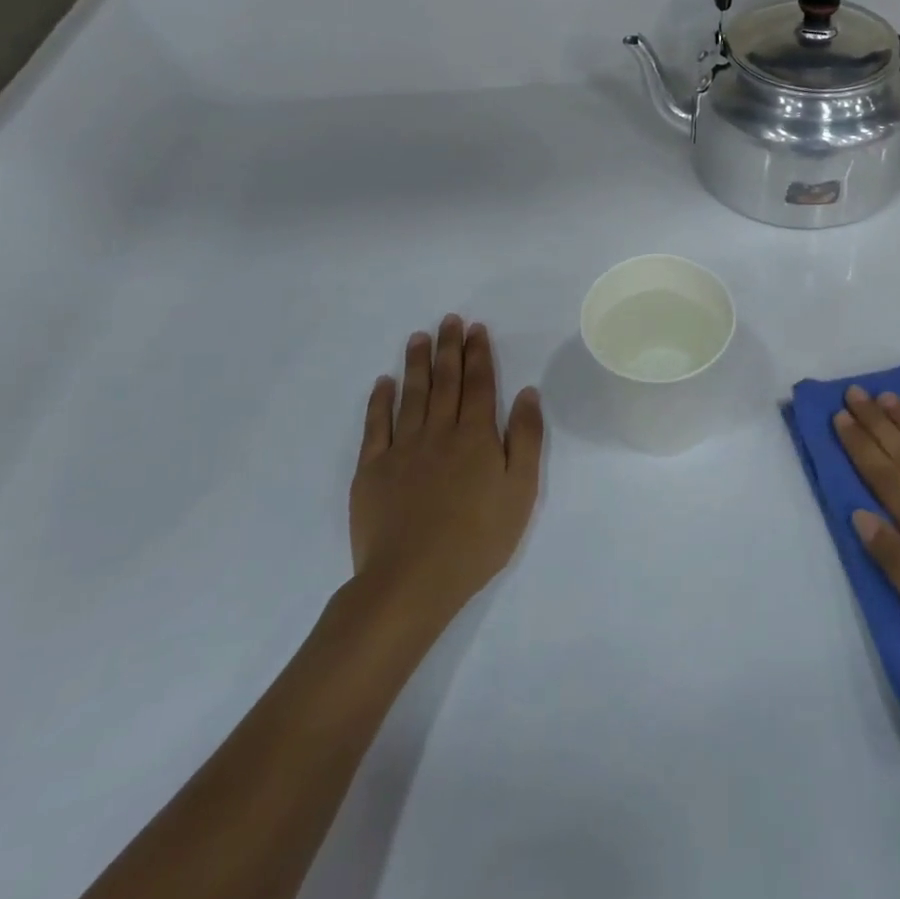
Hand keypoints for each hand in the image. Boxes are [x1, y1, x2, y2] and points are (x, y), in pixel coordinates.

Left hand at [351, 315, 544, 625]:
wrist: (413, 578)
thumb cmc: (479, 537)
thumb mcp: (522, 489)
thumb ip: (526, 438)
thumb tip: (527, 393)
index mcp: (477, 436)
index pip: (479, 385)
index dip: (478, 354)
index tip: (476, 329)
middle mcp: (440, 432)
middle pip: (445, 382)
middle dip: (449, 348)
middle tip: (449, 320)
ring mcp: (402, 449)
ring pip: (412, 395)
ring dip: (416, 363)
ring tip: (418, 337)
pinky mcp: (373, 470)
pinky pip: (376, 426)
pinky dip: (380, 401)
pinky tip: (384, 383)